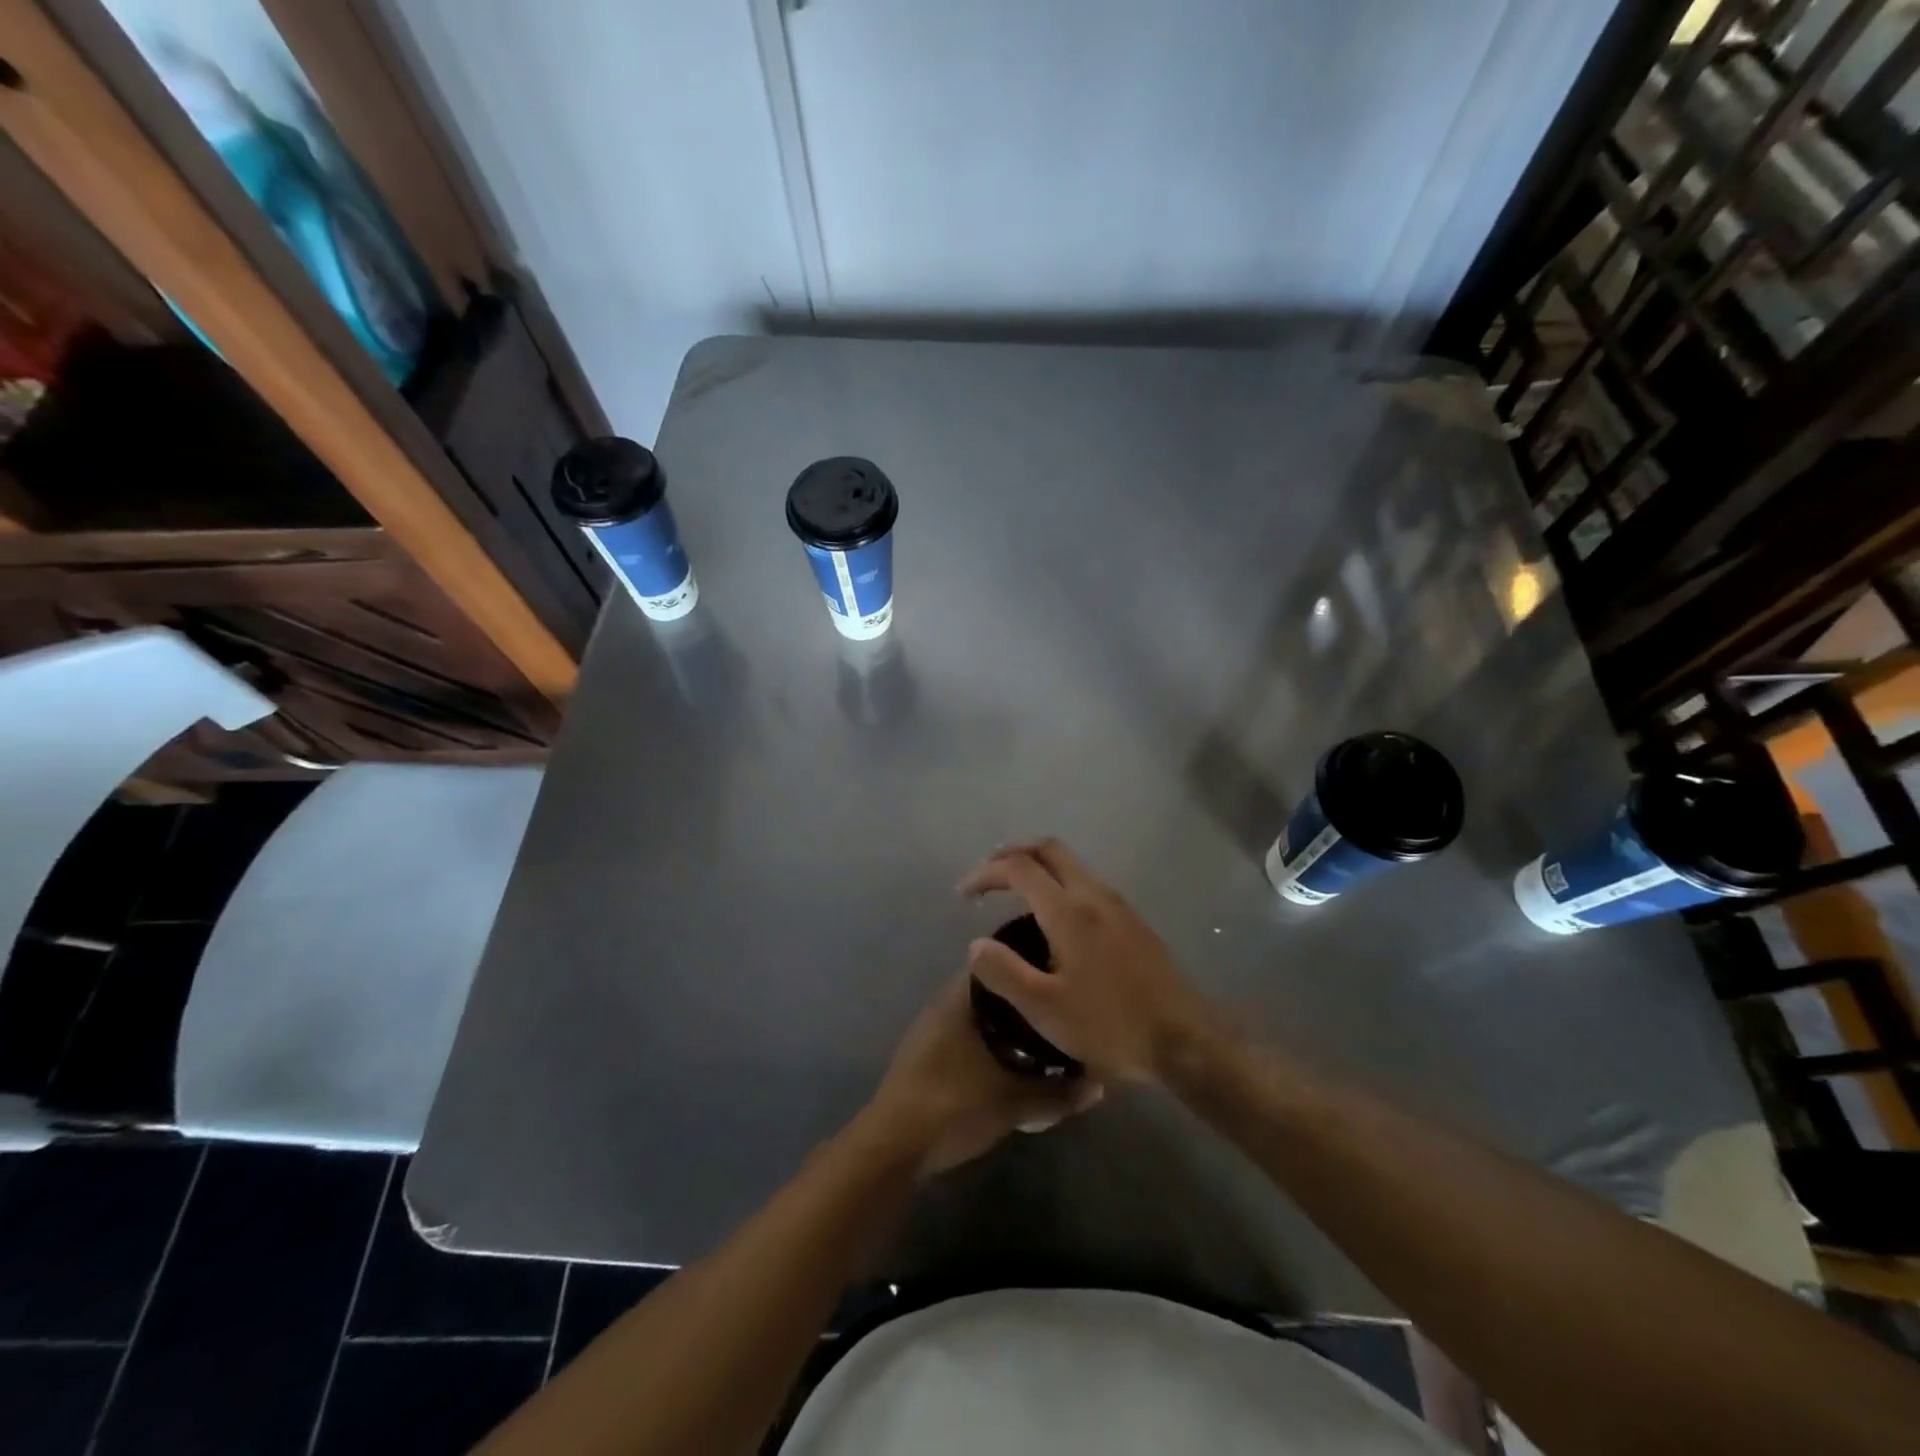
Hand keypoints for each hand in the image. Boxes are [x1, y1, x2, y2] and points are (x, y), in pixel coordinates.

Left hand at [862, 974, 1102, 1180]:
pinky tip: (1013, 1061)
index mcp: (959, 998)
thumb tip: (1098, 1084)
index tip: (1060, 970)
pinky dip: (991, 1041)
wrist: (894, 1147)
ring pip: (979, 1015)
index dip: (1029, 963)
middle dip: (1024, 998)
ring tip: (1044, 1033)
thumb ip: (1058, 1093)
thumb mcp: (1014, 1102)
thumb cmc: (953, 1106)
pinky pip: (967, 1035)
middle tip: (1059, 1006)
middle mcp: (943, 1004)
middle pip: (991, 990)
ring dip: (1007, 1023)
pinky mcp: (927, 1056)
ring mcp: (931, 1030)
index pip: (998, 962)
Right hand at [960, 840, 1216, 1083]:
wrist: (1185, 1040)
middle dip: (1013, 855)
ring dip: (1039, 868)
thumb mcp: (1045, 1009)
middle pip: (1049, 850)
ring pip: (1072, 865)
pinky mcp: (1134, 921)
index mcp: (1069, 911)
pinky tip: (1055, 920)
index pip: (1019, 868)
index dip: (986, 873)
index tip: (964, 893)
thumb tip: (976, 944)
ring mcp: (1119, 905)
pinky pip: (1087, 884)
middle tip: (988, 877)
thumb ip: (1004, 972)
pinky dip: (1060, 884)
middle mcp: (1094, 895)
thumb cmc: (1110, 1025)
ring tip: (1015, 895)